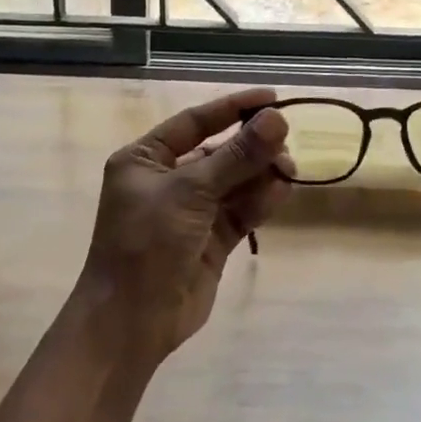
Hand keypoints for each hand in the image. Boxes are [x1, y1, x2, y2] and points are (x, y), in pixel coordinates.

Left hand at [76, 88, 292, 365]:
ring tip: (289, 170)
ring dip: (261, 173)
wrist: (131, 323)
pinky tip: (281, 192)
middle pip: (220, 151)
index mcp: (146, 159)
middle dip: (253, 147)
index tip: (272, 98)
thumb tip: (277, 118)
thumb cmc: (148, 243)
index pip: (195, 122)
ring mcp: (191, 211)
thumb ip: (237, 155)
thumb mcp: (191, 191)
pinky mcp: (211, 240)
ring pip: (235, 181)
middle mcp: (168, 180)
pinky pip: (241, 210)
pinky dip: (261, 200)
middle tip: (287, 142)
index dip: (233, 108)